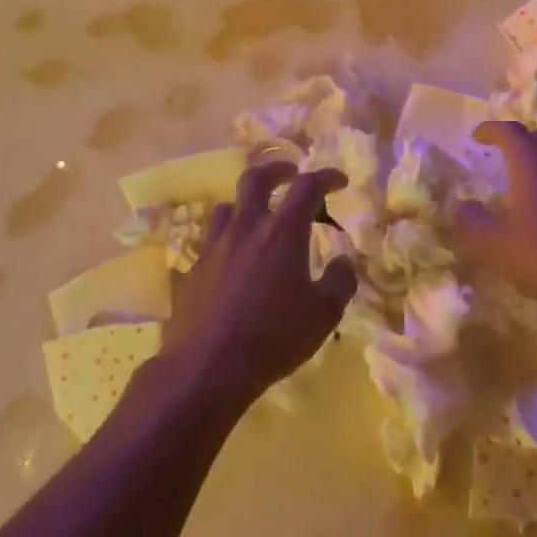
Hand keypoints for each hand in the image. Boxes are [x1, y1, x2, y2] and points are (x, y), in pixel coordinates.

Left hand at [161, 162, 358, 405]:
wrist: (207, 366)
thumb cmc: (275, 336)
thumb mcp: (325, 313)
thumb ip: (340, 280)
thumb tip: (343, 261)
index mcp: (282, 232)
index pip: (307, 187)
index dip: (326, 177)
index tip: (339, 180)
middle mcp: (246, 229)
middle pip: (256, 179)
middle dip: (277, 170)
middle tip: (290, 173)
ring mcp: (214, 247)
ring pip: (228, 207)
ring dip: (247, 204)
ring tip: (259, 217)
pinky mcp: (193, 270)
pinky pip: (212, 241)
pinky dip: (229, 239)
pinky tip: (235, 261)